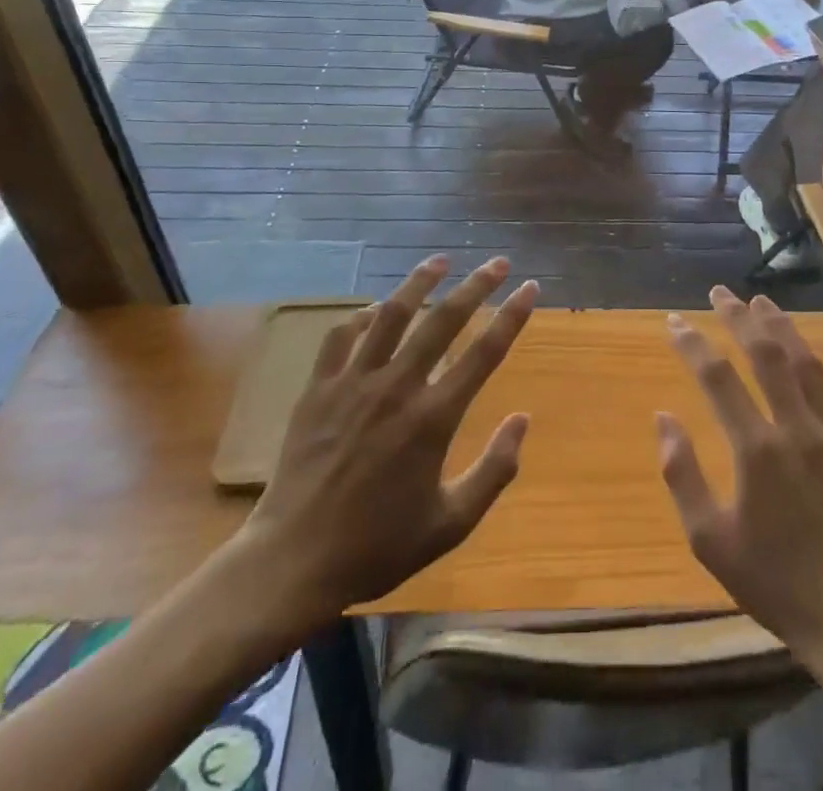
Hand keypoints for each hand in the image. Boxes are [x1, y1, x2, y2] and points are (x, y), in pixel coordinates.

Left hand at [225, 256, 537, 642]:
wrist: (292, 562)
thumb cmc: (377, 547)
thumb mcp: (450, 524)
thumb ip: (494, 471)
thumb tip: (522, 420)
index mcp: (434, 418)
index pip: (485, 352)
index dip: (512, 316)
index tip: (530, 288)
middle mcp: (398, 388)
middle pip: (444, 320)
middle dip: (476, 286)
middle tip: (497, 262)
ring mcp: (354, 384)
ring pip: (392, 315)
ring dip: (419, 282)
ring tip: (439, 260)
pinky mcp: (319, 389)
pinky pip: (340, 337)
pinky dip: (360, 317)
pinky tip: (373, 309)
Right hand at [657, 289, 822, 689]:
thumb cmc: (772, 580)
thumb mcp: (709, 539)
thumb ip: (681, 473)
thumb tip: (664, 417)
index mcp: (756, 448)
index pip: (717, 377)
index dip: (692, 344)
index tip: (674, 321)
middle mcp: (796, 428)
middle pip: (764, 354)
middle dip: (737, 317)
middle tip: (719, 292)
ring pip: (805, 362)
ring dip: (780, 327)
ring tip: (761, 302)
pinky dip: (814, 366)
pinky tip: (804, 355)